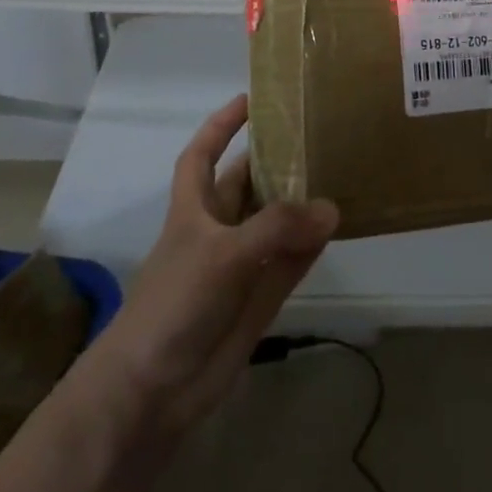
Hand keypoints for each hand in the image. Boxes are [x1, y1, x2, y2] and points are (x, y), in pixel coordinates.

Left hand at [81, 95, 338, 440]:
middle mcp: (218, 229)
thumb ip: (277, 228)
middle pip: (248, 183)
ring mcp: (241, 263)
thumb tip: (331, 209)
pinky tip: (338, 222)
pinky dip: (313, 242)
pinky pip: (293, 259)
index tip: (251, 99)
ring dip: (302, 200)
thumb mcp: (222, 254)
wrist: (152, 392)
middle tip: (319, 131)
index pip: (202, 154)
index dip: (221, 126)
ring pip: (276, 220)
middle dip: (276, 159)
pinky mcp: (261, 295)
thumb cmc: (173, 304)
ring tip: (339, 168)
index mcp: (193, 209)